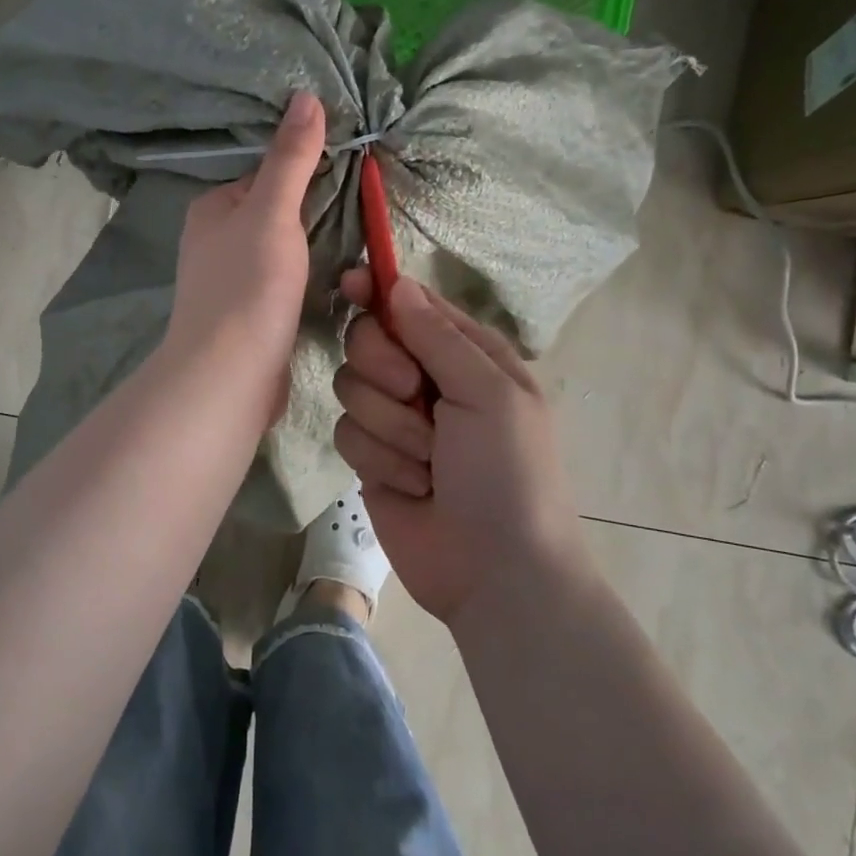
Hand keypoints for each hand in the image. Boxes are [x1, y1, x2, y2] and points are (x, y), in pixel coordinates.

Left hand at [161, 92, 325, 410]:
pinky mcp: (246, 315)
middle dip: (311, 212)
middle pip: (273, 213)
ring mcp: (228, 281)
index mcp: (211, 209)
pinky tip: (332, 284)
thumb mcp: (272, 212)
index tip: (348, 173)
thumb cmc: (248, 286)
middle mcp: (213, 241)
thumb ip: (290, 159)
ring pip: (279, 250)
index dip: (304, 172)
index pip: (264, 175)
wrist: (229, 376)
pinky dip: (304, 279)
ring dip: (311, 248)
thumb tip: (305, 95)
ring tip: (356, 246)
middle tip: (361, 210)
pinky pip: (281, 283)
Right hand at [333, 273, 577, 622]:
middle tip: (415, 395)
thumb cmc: (508, 474)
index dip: (379, 291)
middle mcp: (427, 380)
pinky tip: (412, 486)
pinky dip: (379, 460)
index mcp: (466, 355)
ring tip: (429, 462)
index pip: (411, 304)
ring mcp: (396, 419)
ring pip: (351, 388)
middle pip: (367, 340)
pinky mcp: (371, 457)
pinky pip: (346, 433)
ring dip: (390, 427)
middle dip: (385, 369)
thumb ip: (438, 336)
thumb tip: (396, 282)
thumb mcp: (489, 395)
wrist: (495, 572)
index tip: (351, 283)